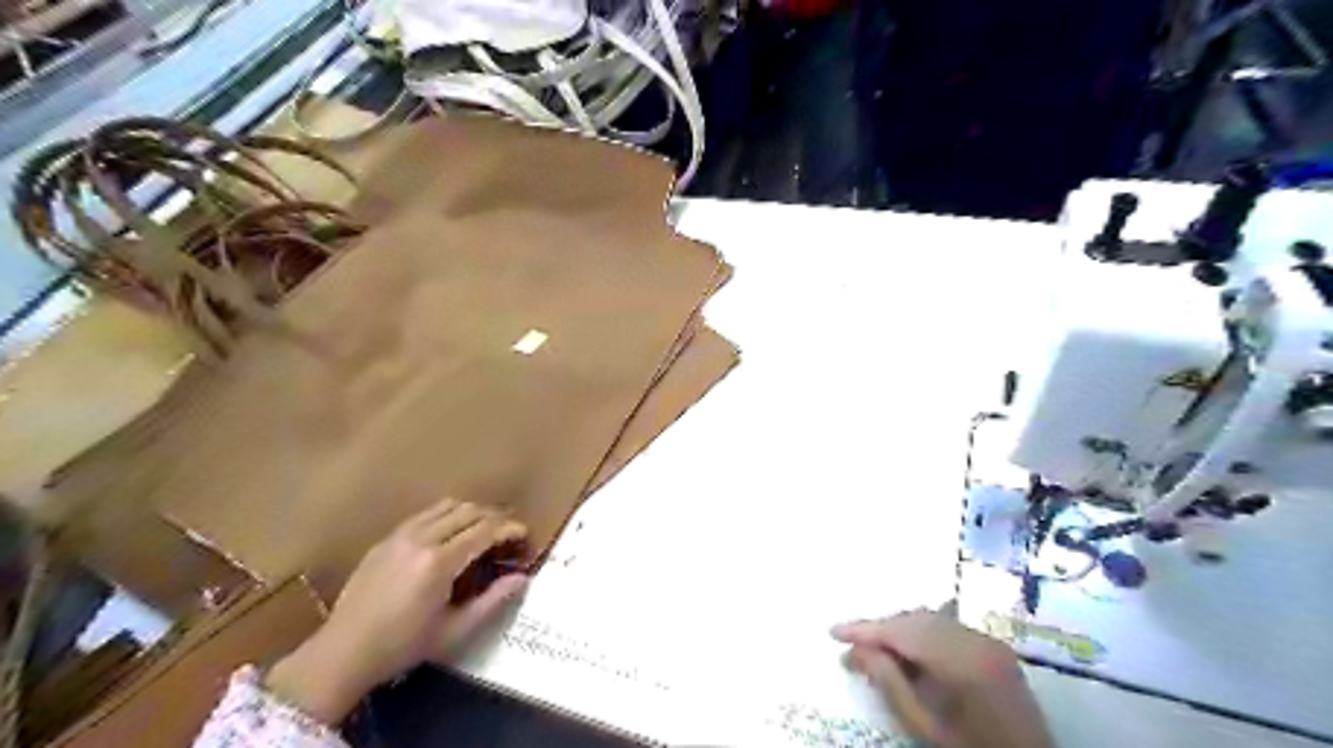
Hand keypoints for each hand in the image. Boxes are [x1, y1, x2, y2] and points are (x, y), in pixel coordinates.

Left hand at [263, 503, 529, 722]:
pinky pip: (424, 514)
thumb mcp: (455, 631)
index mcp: (439, 563)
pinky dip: (446, 515)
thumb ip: (492, 602)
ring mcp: (400, 536)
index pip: (485, 530)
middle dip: (494, 516)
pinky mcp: (385, 539)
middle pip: (468, 511)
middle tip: (508, 530)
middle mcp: (421, 539)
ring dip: (471, 512)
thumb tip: (523, 578)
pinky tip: (450, 533)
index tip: (525, 534)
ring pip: (446, 506)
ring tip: (483, 527)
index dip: (509, 528)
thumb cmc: (404, 646)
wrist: (343, 653)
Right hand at [831, 610, 1053, 747]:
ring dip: (900, 630)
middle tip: (852, 651)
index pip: (902, 631)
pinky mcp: (995, 648)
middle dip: (882, 630)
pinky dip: (922, 635)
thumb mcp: (924, 726)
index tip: (833, 632)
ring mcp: (990, 641)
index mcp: (961, 660)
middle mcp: (977, 640)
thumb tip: (857, 650)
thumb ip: (889, 683)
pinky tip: (908, 652)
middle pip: (916, 619)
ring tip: (875, 652)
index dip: (865, 630)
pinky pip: (948, 628)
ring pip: (931, 620)